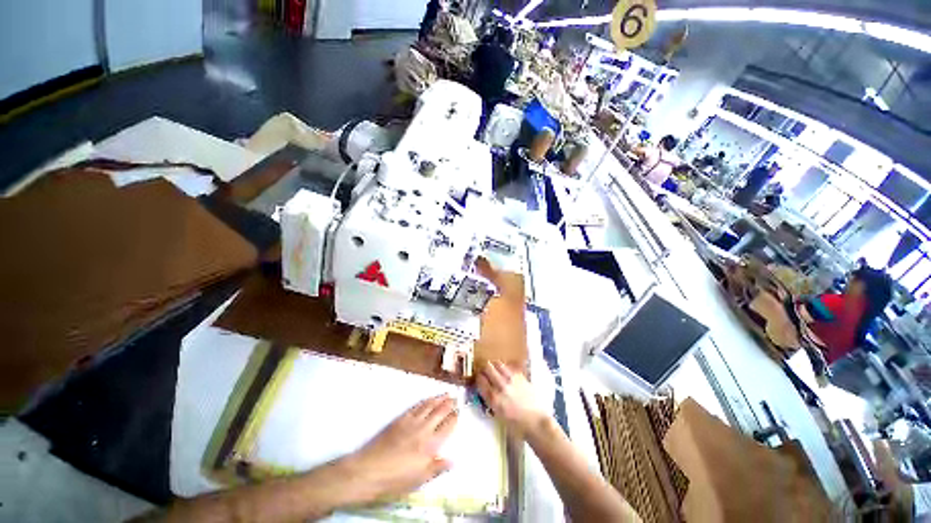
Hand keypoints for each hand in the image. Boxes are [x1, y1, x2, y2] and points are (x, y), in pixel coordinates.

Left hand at [341, 394, 458, 504]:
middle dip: (449, 404)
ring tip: (445, 394)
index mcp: (430, 445)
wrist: (369, 470)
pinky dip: (424, 401)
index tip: (459, 411)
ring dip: (438, 399)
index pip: (447, 427)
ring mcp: (411, 422)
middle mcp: (423, 429)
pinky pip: (416, 406)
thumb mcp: (419, 479)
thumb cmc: (395, 479)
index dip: (454, 418)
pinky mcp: (400, 419)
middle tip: (455, 397)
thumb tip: (453, 460)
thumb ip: (437, 468)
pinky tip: (428, 399)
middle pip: (439, 412)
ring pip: (429, 406)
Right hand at [476, 361, 547, 437]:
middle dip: (484, 369)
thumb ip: (491, 400)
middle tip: (485, 372)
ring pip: (498, 364)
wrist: (537, 422)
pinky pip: (509, 367)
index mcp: (494, 398)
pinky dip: (505, 368)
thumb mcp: (498, 415)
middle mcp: (501, 386)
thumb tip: (486, 390)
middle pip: (487, 368)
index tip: (479, 378)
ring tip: (495, 370)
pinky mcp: (520, 376)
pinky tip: (506, 373)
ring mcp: (511, 379)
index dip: (478, 377)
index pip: (480, 380)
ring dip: (494, 366)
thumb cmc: (517, 425)